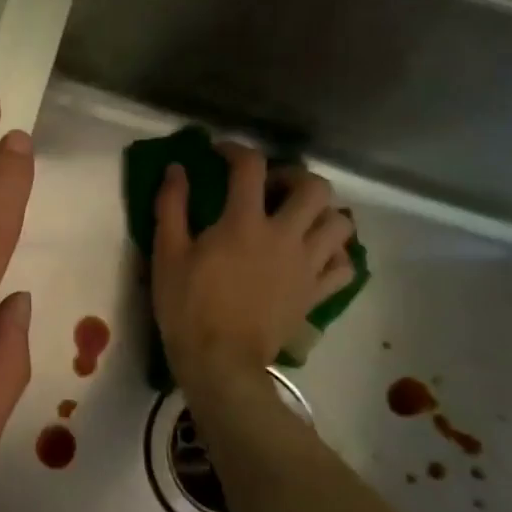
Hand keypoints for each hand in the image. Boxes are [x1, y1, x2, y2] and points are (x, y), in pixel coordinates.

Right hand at [152, 145, 354, 401]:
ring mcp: (307, 266)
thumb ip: (171, 206)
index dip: (236, 150)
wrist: (220, 361)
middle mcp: (285, 236)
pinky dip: (335, 252)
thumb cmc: (187, 306)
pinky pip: (344, 265)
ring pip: (340, 222)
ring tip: (296, 218)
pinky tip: (314, 253)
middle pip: (314, 187)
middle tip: (269, 188)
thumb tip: (177, 169)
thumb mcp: (167, 253)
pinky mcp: (317, 293)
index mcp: (244, 222)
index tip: (221, 153)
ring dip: (321, 212)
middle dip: (293, 176)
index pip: (250, 167)